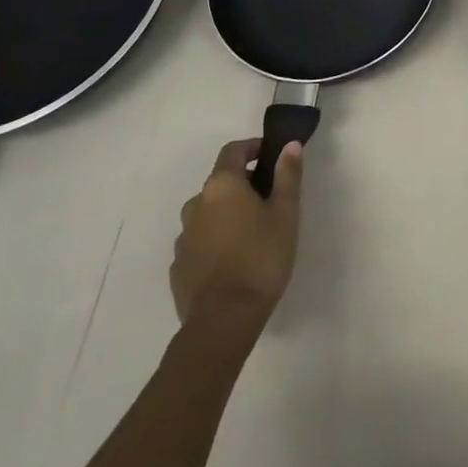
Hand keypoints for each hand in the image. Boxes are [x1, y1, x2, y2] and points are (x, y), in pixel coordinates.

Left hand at [171, 138, 303, 334]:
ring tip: (250, 234)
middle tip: (267, 201)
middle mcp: (196, 204)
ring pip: (208, 213)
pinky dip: (214, 240)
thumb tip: (289, 145)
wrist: (222, 321)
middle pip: (220, 182)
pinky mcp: (178, 266)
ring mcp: (183, 236)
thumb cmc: (260, 259)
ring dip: (226, 214)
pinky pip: (199, 241)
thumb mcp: (285, 214)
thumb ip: (287, 175)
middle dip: (242, 184)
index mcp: (222, 185)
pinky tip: (231, 260)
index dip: (252, 148)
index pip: (233, 151)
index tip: (269, 156)